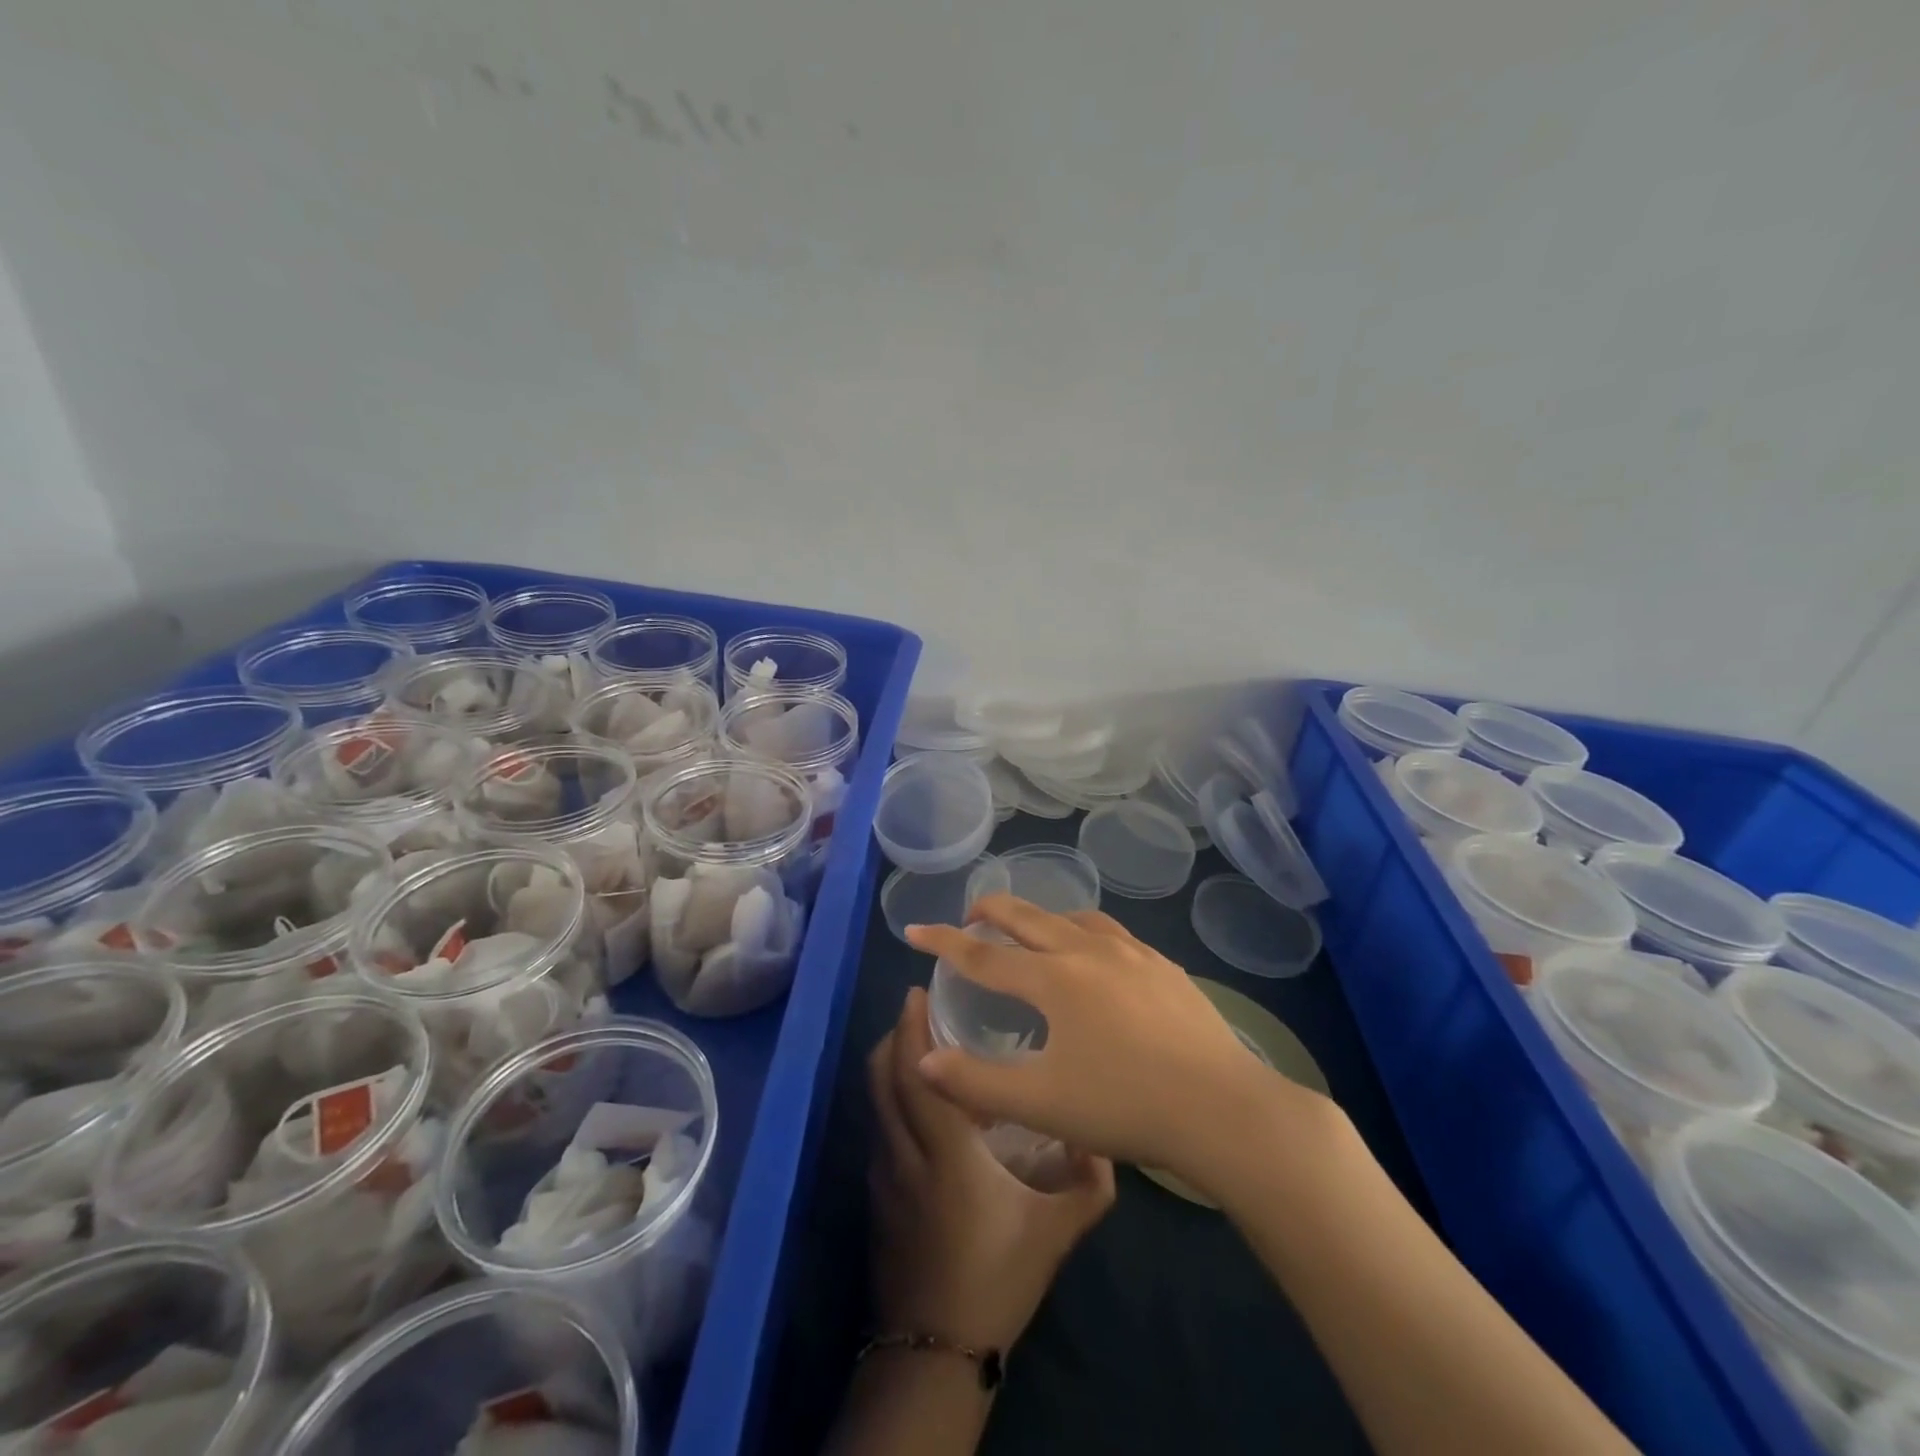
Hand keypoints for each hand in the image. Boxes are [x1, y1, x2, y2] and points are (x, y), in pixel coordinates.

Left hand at [867, 987, 1114, 1352]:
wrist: (935, 1349)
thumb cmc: (997, 1278)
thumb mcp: (1056, 1231)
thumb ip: (1088, 1182)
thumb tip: (1100, 1137)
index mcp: (946, 1151)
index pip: (919, 1073)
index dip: (913, 1029)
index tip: (919, 993)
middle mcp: (905, 1150)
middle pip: (883, 1076)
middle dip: (896, 1033)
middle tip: (919, 1006)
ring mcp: (884, 1172)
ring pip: (875, 1099)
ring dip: (890, 1063)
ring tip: (920, 1043)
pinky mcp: (876, 1193)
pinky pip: (878, 1124)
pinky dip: (890, 1096)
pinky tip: (919, 1102)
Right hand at [907, 896, 1336, 1185]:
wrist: (1222, 1109)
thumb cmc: (1124, 1106)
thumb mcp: (1040, 1103)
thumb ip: (975, 1082)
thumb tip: (923, 1060)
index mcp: (1054, 980)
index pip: (983, 955)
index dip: (943, 941)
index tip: (914, 929)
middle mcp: (1088, 951)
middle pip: (1028, 917)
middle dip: (991, 910)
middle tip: (970, 913)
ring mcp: (1132, 953)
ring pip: (1073, 917)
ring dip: (1042, 917)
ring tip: (1032, 931)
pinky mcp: (1164, 965)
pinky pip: (1112, 933)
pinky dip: (1084, 932)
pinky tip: (1097, 955)